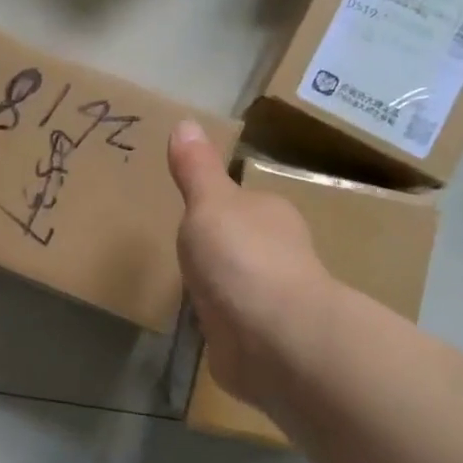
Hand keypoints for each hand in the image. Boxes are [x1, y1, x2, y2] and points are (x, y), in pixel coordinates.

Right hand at [168, 121, 328, 414]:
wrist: (273, 338)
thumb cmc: (241, 257)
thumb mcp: (209, 203)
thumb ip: (196, 169)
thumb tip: (186, 121)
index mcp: (271, 215)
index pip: (244, 203)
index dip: (219, 207)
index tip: (192, 212)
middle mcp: (279, 254)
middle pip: (243, 244)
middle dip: (220, 248)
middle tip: (182, 250)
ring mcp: (272, 301)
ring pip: (240, 285)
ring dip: (221, 287)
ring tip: (186, 288)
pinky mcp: (261, 341)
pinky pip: (234, 324)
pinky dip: (221, 324)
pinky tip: (201, 327)